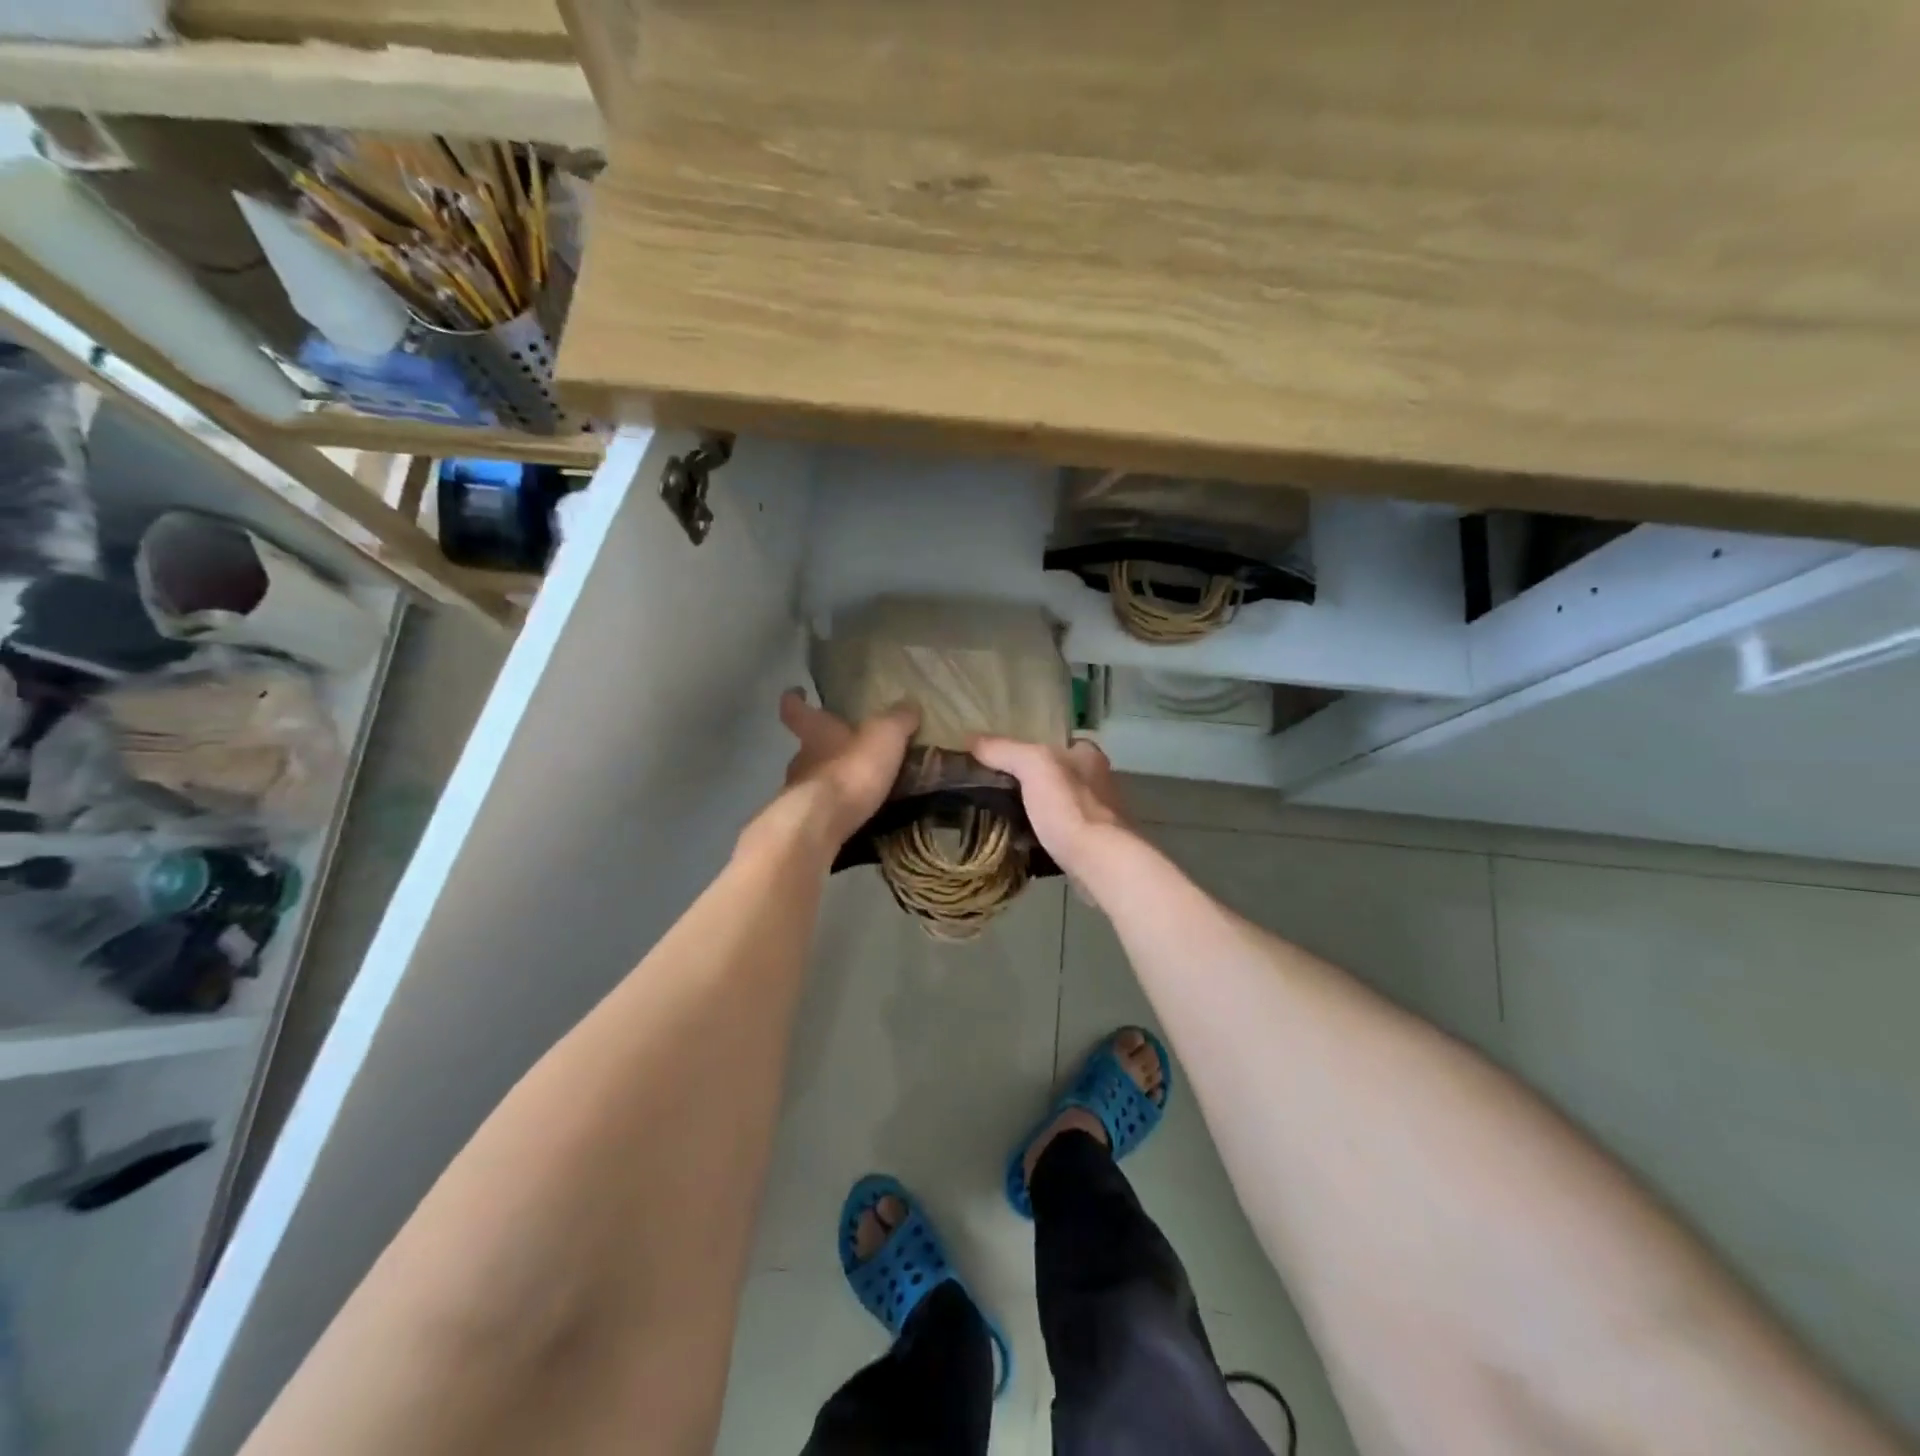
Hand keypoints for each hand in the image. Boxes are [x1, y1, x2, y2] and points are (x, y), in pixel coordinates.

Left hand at [770, 689, 917, 852]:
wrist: (820, 824)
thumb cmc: (851, 770)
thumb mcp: (885, 736)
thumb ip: (897, 720)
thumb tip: (909, 704)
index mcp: (816, 732)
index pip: (796, 709)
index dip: (795, 699)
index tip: (796, 692)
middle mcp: (800, 760)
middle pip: (806, 748)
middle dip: (824, 749)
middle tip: (846, 751)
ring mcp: (797, 794)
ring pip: (811, 781)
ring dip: (830, 783)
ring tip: (856, 790)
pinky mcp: (803, 824)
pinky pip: (820, 812)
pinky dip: (833, 811)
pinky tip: (852, 818)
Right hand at [968, 735, 1133, 884]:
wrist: (1100, 862)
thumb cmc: (1069, 807)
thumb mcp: (1032, 766)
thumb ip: (1003, 750)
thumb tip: (970, 739)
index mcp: (1088, 754)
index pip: (1052, 743)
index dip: (1025, 748)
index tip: (998, 760)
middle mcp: (1097, 780)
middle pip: (1053, 774)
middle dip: (1027, 782)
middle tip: (993, 789)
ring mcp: (1097, 814)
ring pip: (1055, 804)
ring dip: (1033, 810)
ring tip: (1001, 815)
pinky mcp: (1092, 843)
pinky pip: (1058, 831)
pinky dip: (1041, 834)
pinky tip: (1020, 840)